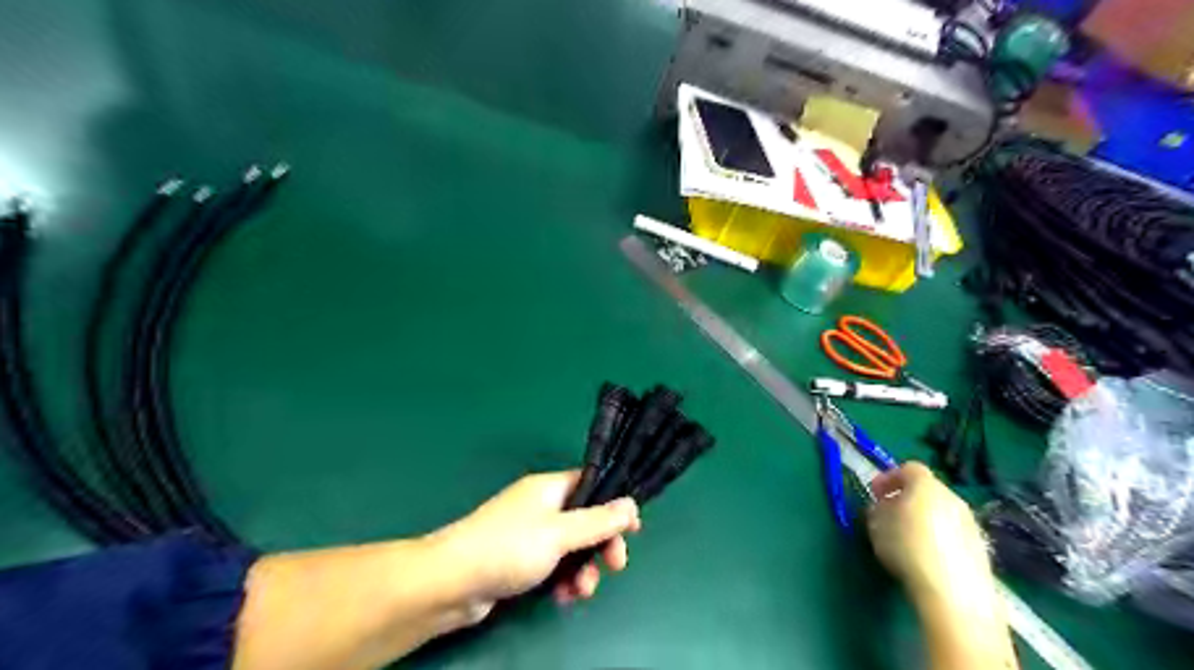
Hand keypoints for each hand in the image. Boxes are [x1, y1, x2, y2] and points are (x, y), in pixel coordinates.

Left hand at [426, 470, 639, 613]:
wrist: (452, 582)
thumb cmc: (509, 547)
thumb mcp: (560, 533)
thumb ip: (598, 521)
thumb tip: (631, 504)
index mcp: (549, 488)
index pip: (591, 485)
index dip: (614, 504)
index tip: (633, 528)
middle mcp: (541, 506)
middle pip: (585, 520)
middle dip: (601, 545)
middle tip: (615, 566)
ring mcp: (529, 534)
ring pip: (571, 547)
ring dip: (583, 569)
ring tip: (580, 592)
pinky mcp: (520, 560)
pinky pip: (554, 565)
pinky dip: (563, 579)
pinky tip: (563, 597)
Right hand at [869, 463, 1000, 604]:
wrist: (953, 592)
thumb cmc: (906, 546)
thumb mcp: (876, 523)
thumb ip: (878, 509)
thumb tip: (884, 508)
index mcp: (926, 485)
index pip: (908, 468)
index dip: (889, 478)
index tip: (874, 493)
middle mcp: (952, 498)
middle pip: (927, 491)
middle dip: (907, 499)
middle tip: (889, 516)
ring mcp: (970, 523)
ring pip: (942, 513)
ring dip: (924, 520)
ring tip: (907, 541)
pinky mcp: (981, 549)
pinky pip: (953, 535)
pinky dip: (939, 540)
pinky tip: (927, 559)